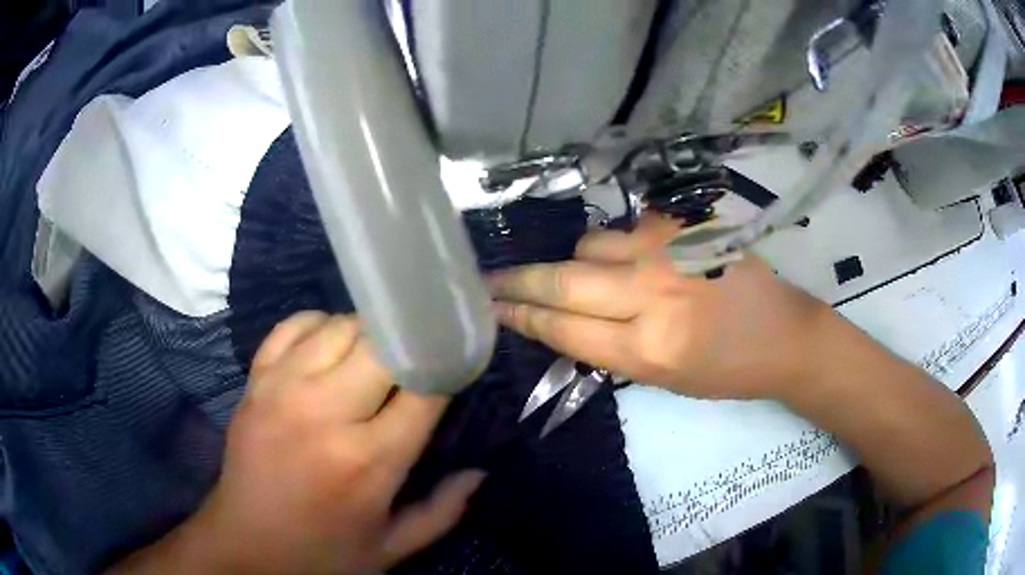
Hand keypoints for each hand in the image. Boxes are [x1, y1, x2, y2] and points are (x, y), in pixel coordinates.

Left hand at [112, 313, 483, 573]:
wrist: (245, 544)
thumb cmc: (323, 552)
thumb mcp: (392, 547)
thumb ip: (443, 512)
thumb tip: (479, 471)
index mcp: (368, 460)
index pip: (424, 384)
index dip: (448, 362)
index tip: (459, 358)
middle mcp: (325, 412)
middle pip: (382, 343)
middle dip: (409, 342)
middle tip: (418, 355)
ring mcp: (282, 388)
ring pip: (340, 325)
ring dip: (367, 333)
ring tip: (375, 354)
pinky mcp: (256, 380)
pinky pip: (293, 325)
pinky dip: (319, 323)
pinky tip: (329, 343)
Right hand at [488, 217, 828, 399]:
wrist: (783, 333)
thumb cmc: (725, 371)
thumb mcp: (663, 381)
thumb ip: (608, 348)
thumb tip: (559, 317)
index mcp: (650, 349)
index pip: (565, 328)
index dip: (522, 316)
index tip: (491, 306)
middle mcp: (654, 295)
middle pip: (564, 280)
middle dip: (518, 281)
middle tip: (489, 279)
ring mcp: (670, 251)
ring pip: (590, 245)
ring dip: (576, 262)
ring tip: (588, 277)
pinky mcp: (685, 225)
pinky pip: (625, 230)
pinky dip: (615, 247)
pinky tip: (632, 261)